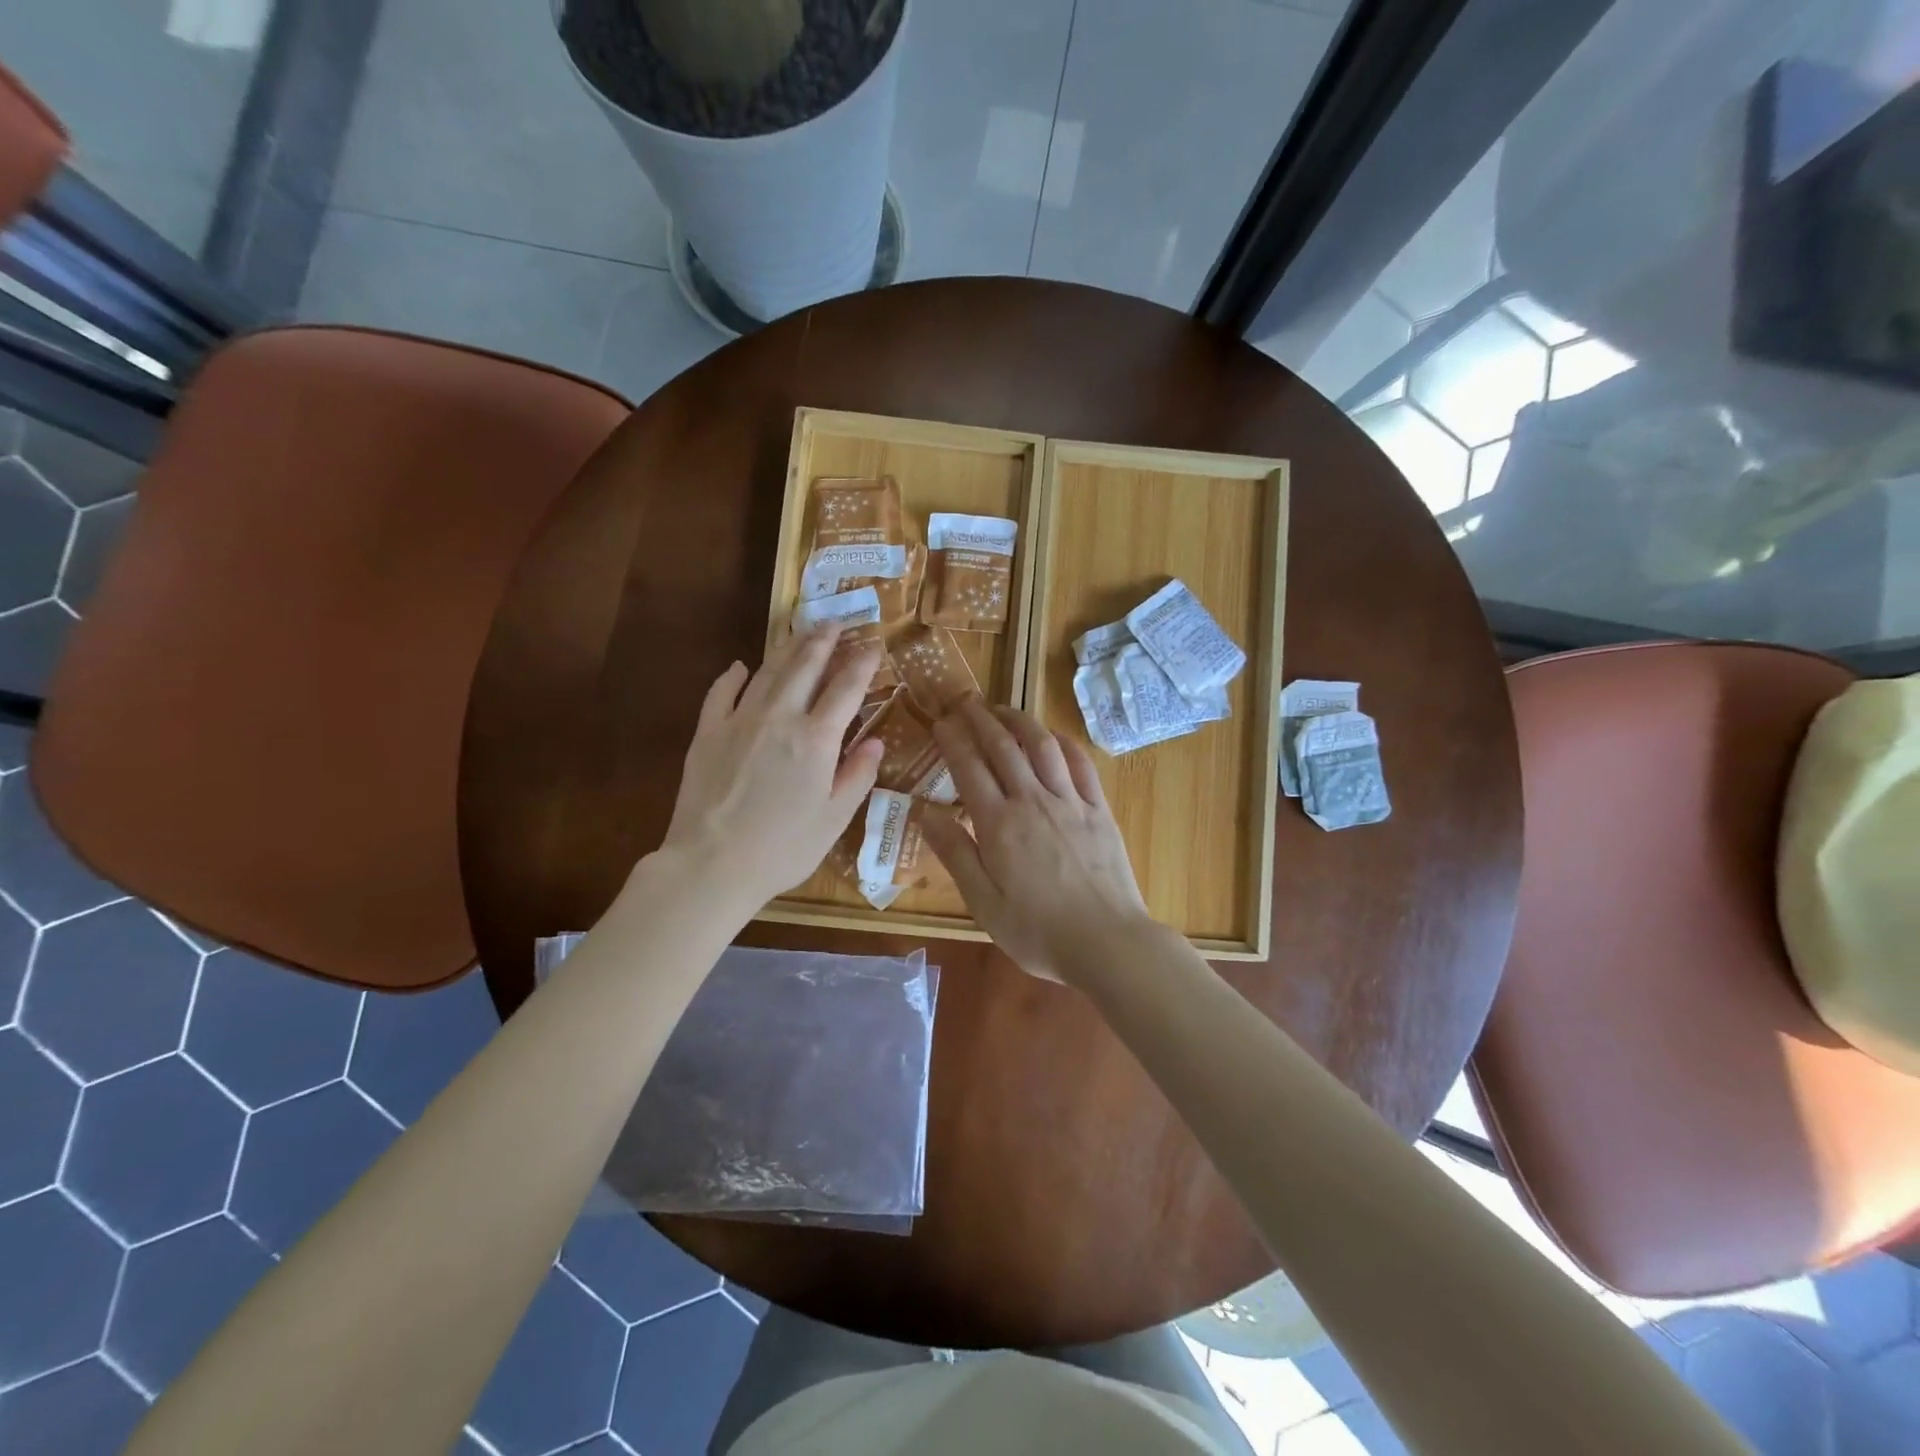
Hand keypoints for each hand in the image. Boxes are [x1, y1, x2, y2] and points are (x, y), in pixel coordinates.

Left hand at [657, 627, 883, 911]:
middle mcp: (780, 716)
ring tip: (801, 631)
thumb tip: (874, 742)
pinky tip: (740, 666)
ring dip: (787, 648)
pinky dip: (733, 676)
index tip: (873, 645)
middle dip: (824, 640)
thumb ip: (857, 775)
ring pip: (768, 671)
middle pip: (806, 666)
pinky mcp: (707, 732)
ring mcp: (739, 720)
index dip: (863, 663)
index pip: (847, 688)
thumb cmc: (783, 848)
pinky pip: (721, 692)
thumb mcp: (834, 819)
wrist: (712, 865)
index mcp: (817, 738)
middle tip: (835, 621)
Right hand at [923, 699, 1152, 983]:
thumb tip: (925, 813)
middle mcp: (1032, 801)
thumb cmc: (1037, 931)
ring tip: (1003, 708)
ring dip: (1020, 721)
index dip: (953, 741)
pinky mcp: (1099, 810)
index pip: (969, 769)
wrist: (1107, 942)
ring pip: (1042, 747)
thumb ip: (955, 854)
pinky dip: (1064, 743)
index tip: (940, 722)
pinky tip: (1054, 737)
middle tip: (965, 701)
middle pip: (1003, 747)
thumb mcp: (983, 903)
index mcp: (999, 825)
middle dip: (981, 719)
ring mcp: (1070, 802)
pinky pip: (1081, 765)